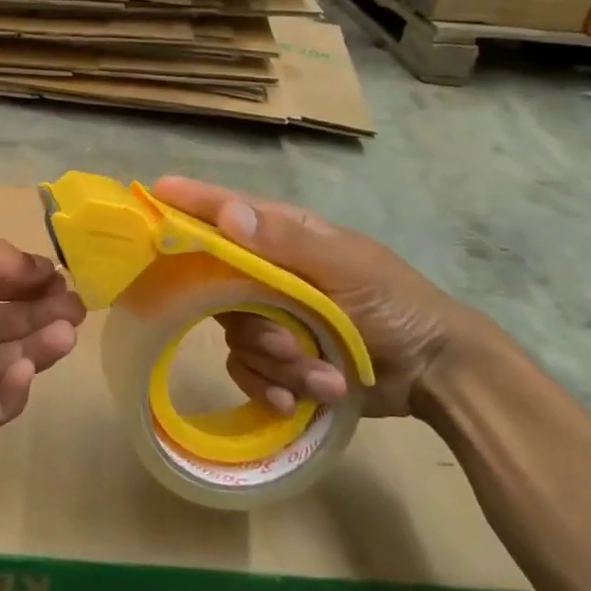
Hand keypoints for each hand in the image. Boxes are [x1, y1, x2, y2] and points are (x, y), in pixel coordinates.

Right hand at [150, 177, 493, 418]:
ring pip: (234, 336)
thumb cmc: (394, 304)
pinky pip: (247, 371)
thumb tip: (225, 215)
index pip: (226, 211)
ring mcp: (270, 316)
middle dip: (252, 322)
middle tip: (285, 341)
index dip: (190, 202)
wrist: (436, 373)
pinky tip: (305, 397)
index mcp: (283, 237)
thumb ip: (285, 242)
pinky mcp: (277, 359)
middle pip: (217, 286)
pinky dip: (273, 387)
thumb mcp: (346, 267)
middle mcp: (267, 273)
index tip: (154, 192)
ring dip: (277, 362)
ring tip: (322, 375)